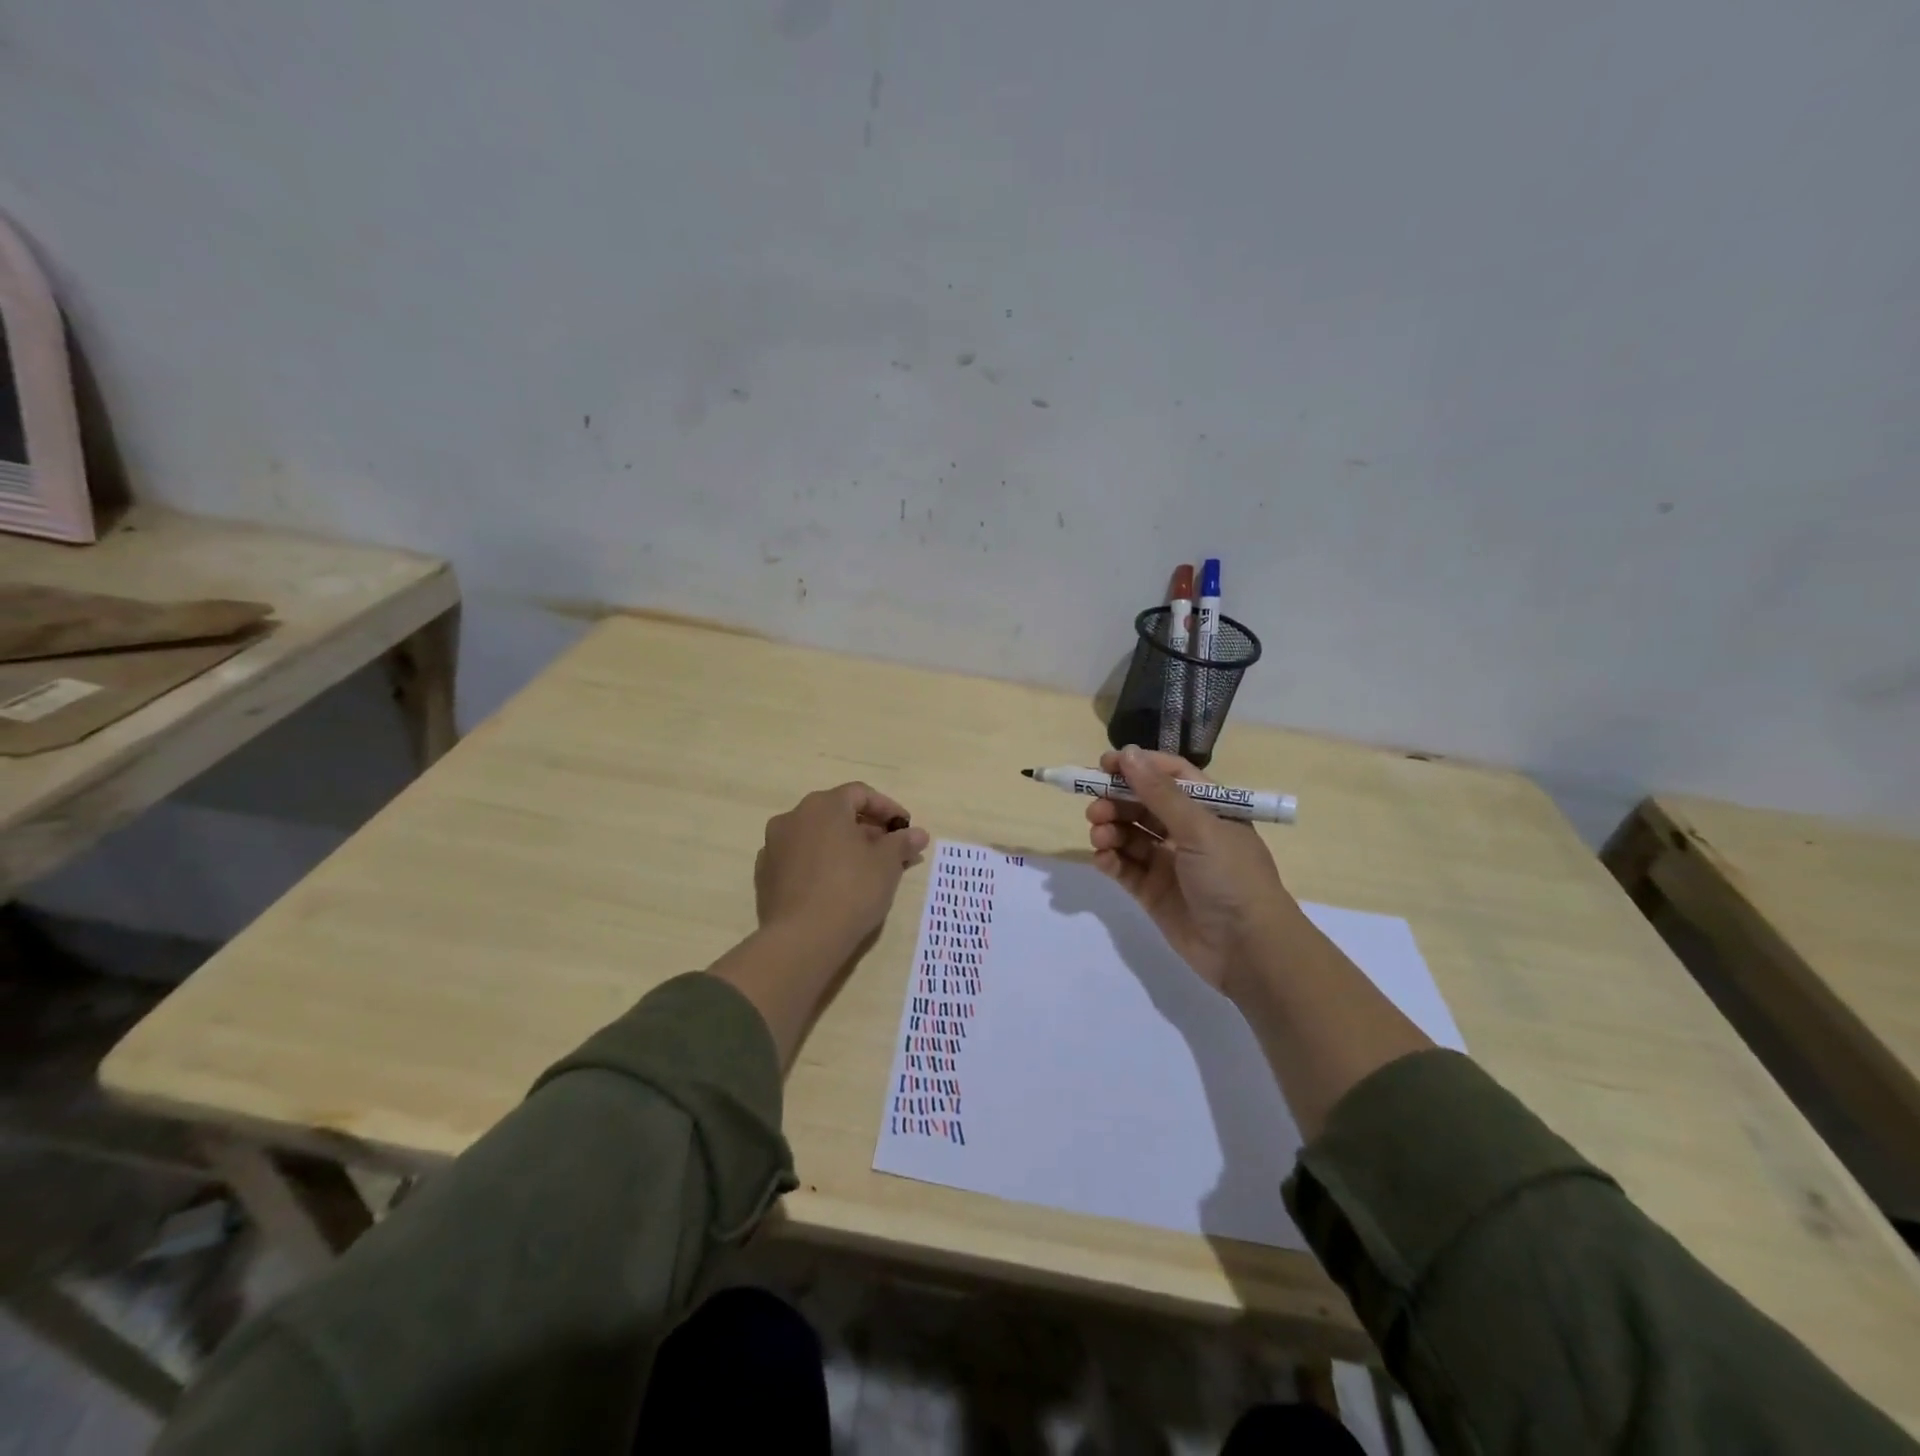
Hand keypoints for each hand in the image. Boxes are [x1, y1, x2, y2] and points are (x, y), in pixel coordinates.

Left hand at [756, 782, 931, 958]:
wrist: (802, 939)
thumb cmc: (851, 890)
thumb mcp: (887, 864)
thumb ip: (902, 842)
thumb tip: (918, 833)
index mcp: (823, 806)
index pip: (860, 794)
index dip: (887, 808)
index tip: (905, 828)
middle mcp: (793, 817)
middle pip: (836, 813)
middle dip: (865, 828)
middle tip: (889, 850)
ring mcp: (773, 846)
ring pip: (816, 836)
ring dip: (841, 845)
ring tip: (864, 869)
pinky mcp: (764, 875)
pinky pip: (799, 859)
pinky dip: (819, 864)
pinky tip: (834, 886)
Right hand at [1085, 746, 1296, 996]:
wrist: (1248, 949)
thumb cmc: (1232, 877)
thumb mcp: (1199, 828)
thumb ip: (1159, 792)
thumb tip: (1128, 753)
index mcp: (1208, 809)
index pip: (1169, 776)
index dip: (1138, 767)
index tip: (1105, 764)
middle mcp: (1187, 831)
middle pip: (1143, 804)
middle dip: (1116, 800)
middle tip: (1095, 807)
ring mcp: (1169, 862)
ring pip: (1130, 835)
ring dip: (1110, 829)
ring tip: (1099, 835)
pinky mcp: (1152, 892)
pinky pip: (1125, 867)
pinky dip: (1111, 859)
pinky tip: (1104, 859)